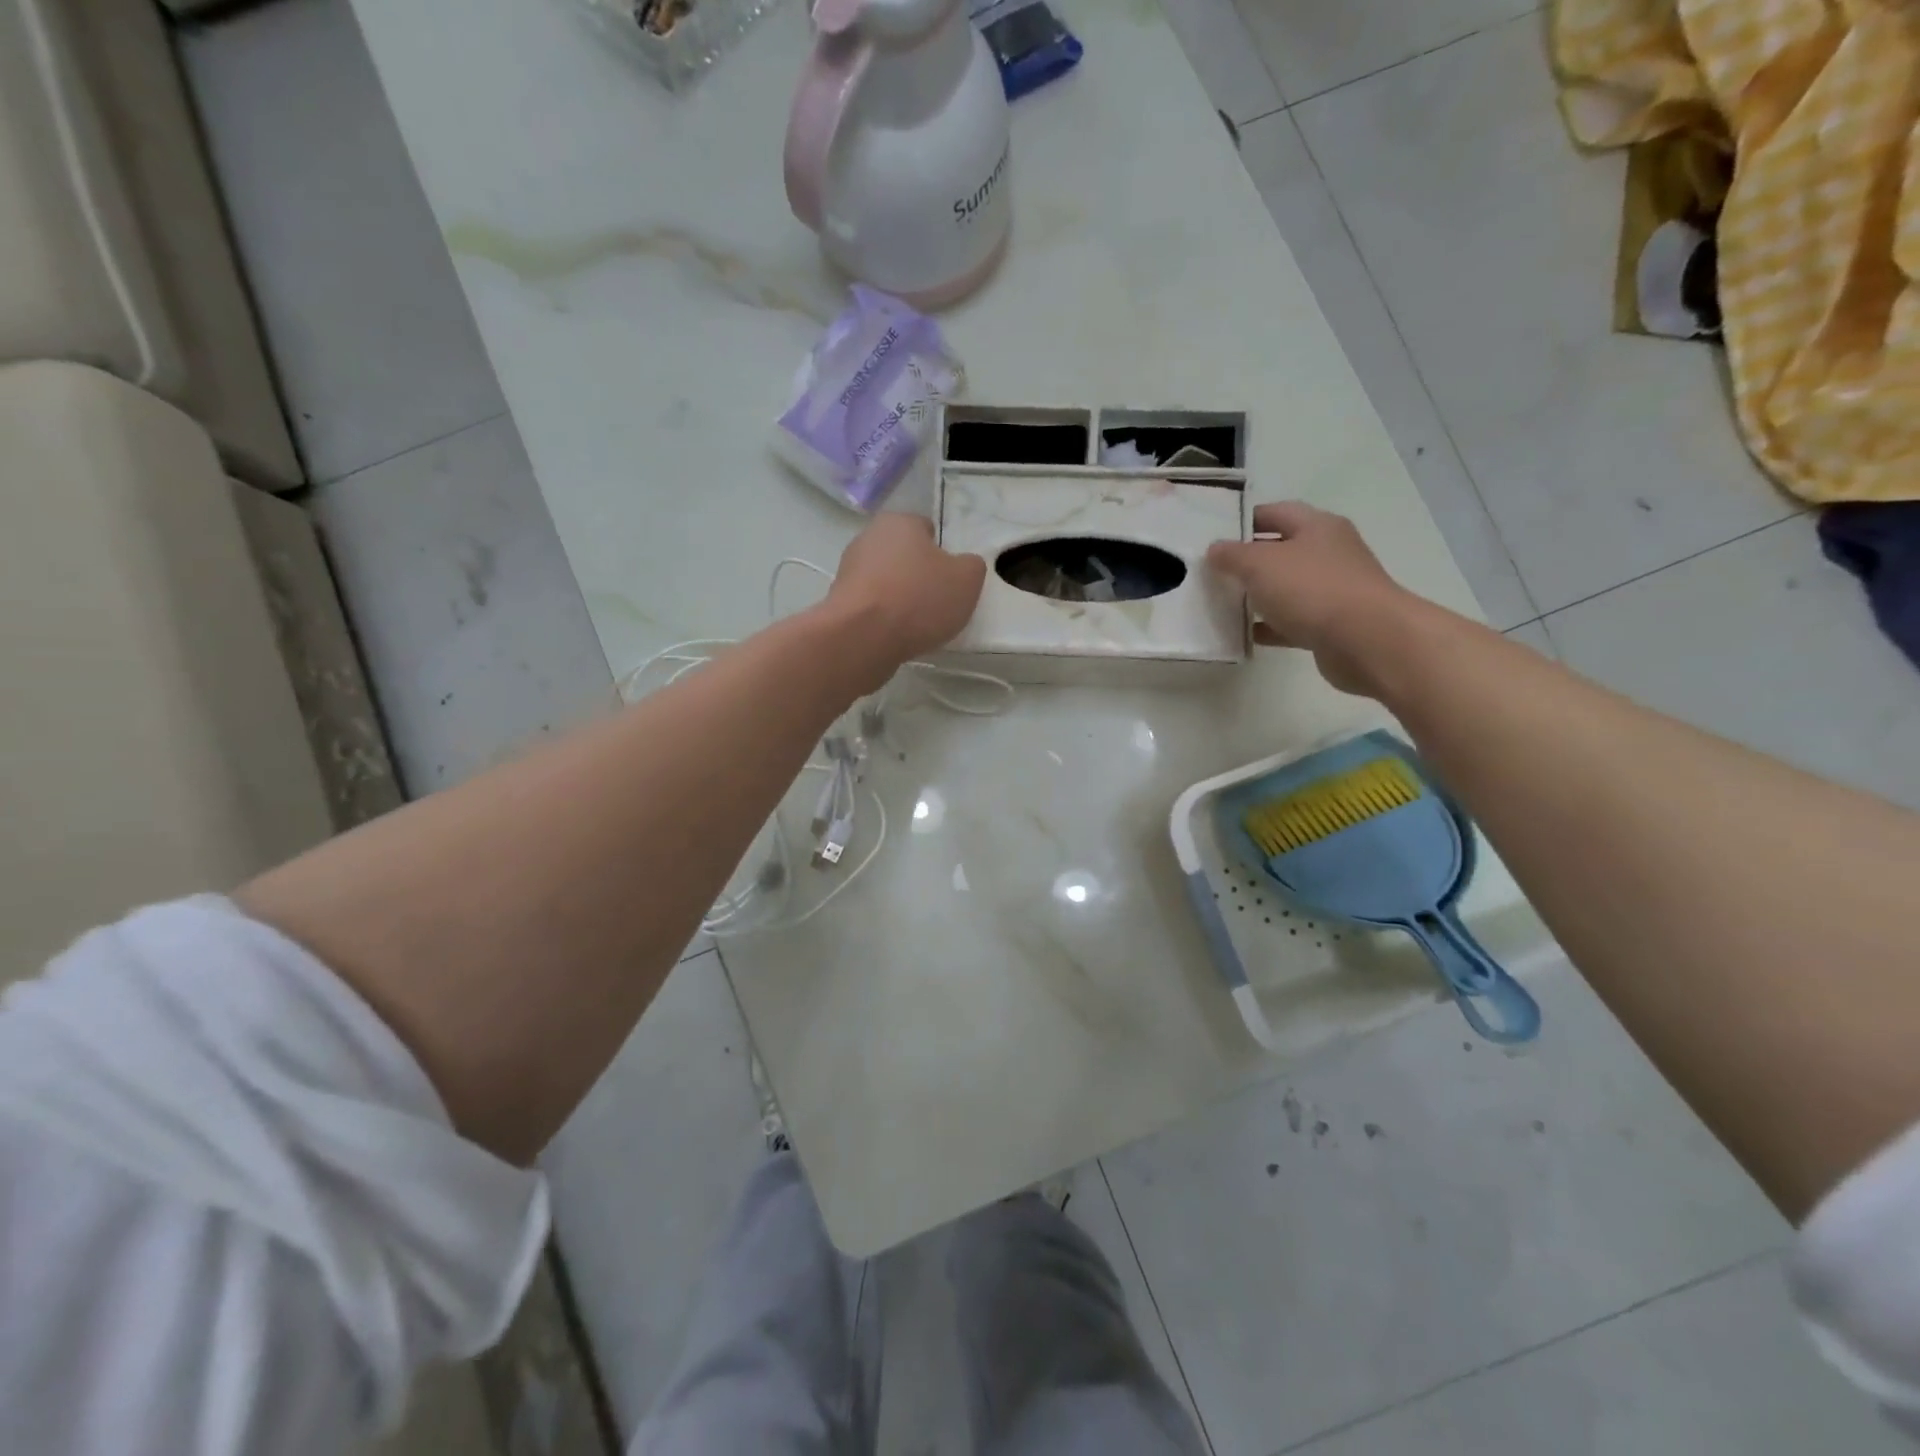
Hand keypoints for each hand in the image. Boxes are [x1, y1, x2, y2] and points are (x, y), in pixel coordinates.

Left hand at [828, 513, 986, 674]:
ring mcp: (848, 569)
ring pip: (885, 581)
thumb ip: (971, 566)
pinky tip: (894, 634)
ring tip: (916, 624)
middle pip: (904, 555)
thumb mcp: (967, 580)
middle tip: (937, 602)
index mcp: (899, 522)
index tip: (951, 579)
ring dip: (899, 597)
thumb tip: (963, 565)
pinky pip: (870, 605)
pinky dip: (883, 617)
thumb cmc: (919, 598)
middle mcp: (868, 538)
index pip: (927, 529)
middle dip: (919, 574)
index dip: (943, 553)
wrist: (862, 637)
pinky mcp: (838, 601)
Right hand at [1207, 502, 1424, 696]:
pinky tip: (1244, 635)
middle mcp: (1328, 552)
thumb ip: (1232, 555)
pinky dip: (1269, 626)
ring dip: (1258, 596)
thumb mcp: (1260, 564)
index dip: (1243, 521)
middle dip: (1247, 561)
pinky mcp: (1331, 624)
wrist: (1366, 640)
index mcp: (1317, 526)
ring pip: (1286, 588)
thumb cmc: (1312, 589)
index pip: (1275, 513)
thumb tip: (1214, 550)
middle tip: (1212, 572)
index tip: (1214, 536)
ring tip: (1223, 604)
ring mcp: (1332, 590)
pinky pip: (1292, 621)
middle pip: (1280, 551)